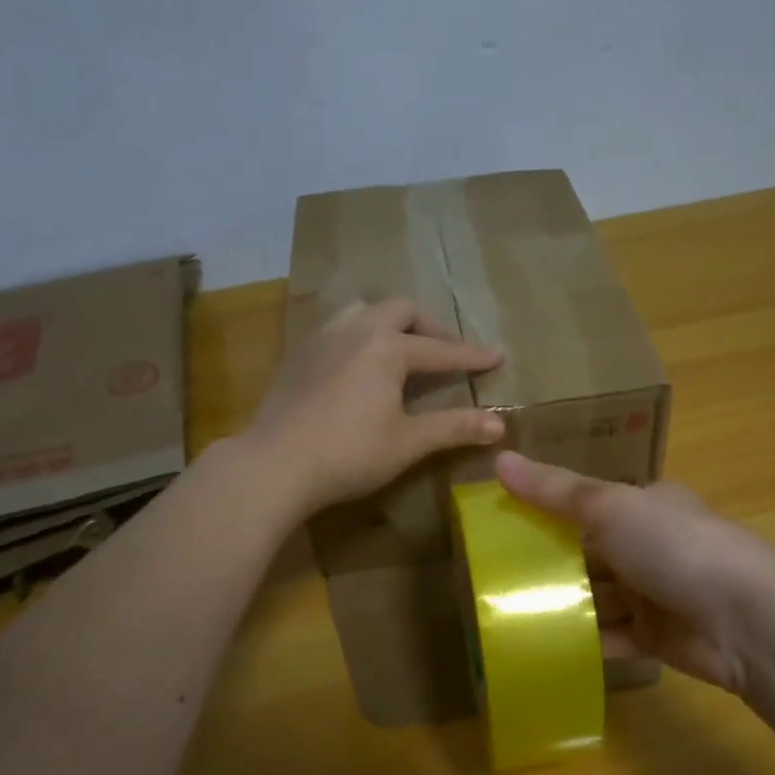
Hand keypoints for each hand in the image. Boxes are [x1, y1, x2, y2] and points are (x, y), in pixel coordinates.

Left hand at [244, 299, 505, 517]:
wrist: (275, 464)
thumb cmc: (349, 454)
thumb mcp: (407, 442)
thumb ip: (454, 428)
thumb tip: (500, 425)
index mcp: (387, 347)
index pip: (441, 350)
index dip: (472, 356)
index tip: (499, 356)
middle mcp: (356, 330)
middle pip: (401, 310)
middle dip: (430, 328)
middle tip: (447, 352)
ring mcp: (322, 339)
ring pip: (363, 310)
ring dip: (390, 322)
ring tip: (401, 348)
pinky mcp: (298, 355)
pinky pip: (336, 328)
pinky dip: (359, 334)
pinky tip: (357, 364)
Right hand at [495, 451, 774, 693]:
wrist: (744, 620)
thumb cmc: (674, 547)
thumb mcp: (609, 507)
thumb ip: (554, 490)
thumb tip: (498, 460)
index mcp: (646, 506)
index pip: (589, 505)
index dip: (548, 512)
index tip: (503, 525)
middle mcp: (651, 546)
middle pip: (589, 554)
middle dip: (549, 565)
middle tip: (494, 576)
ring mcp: (655, 594)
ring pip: (597, 598)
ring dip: (562, 605)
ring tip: (508, 613)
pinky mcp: (657, 638)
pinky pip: (611, 637)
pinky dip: (582, 640)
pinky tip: (542, 645)